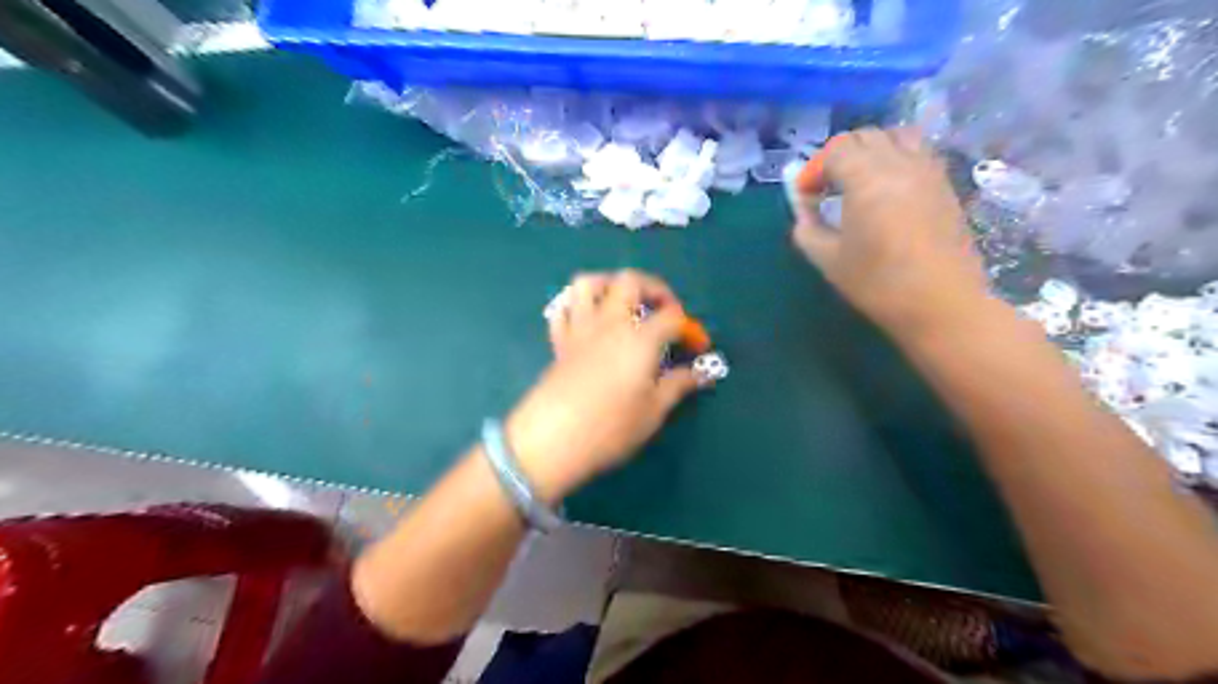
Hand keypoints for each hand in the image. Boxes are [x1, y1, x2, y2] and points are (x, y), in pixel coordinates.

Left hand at [506, 270, 700, 499]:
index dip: (690, 328)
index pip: (672, 316)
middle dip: (654, 288)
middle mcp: (610, 323)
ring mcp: (580, 329)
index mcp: (640, 338)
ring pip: (589, 283)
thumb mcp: (653, 411)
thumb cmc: (610, 428)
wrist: (552, 440)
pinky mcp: (559, 342)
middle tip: (664, 311)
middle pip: (631, 281)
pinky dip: (575, 306)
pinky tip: (587, 320)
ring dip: (610, 284)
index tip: (697, 348)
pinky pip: (562, 309)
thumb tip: (704, 373)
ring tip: (624, 304)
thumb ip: (679, 385)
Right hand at [796, 126, 993, 338]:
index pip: (836, 150)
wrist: (940, 303)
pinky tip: (889, 189)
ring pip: (896, 135)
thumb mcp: (827, 259)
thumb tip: (803, 206)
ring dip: (872, 149)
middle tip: (828, 188)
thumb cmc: (877, 284)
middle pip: (865, 136)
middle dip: (840, 156)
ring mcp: (928, 170)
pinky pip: (918, 152)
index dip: (815, 169)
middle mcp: (900, 164)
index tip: (807, 196)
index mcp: (867, 180)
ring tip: (861, 179)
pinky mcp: (945, 184)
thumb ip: (807, 226)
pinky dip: (897, 157)